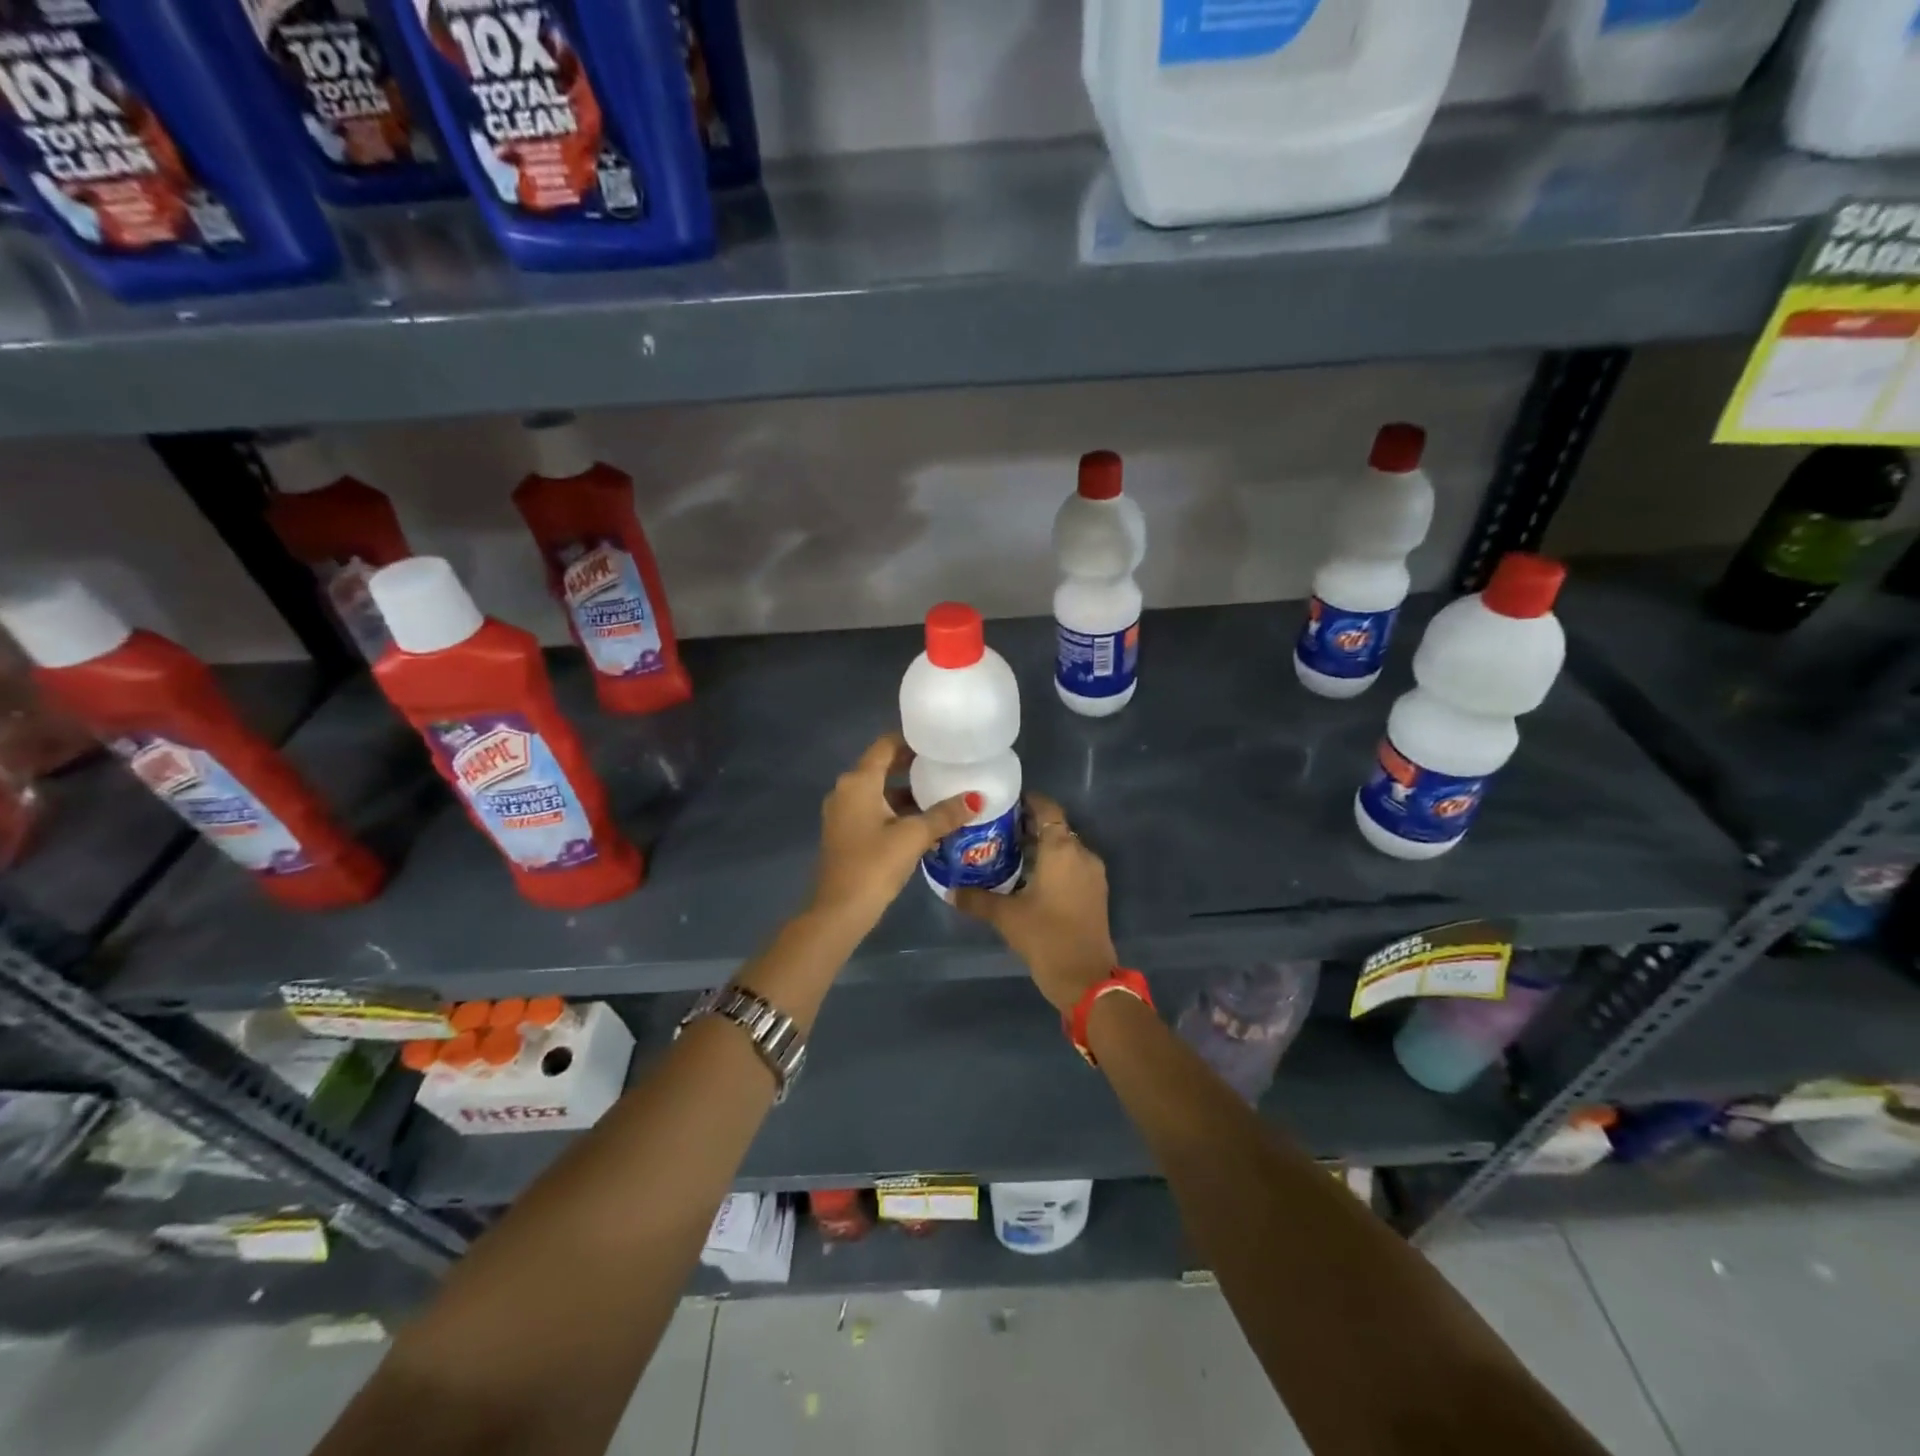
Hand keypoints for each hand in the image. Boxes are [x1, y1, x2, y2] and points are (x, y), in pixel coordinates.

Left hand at [810, 733, 976, 929]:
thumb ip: (945, 814)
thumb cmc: (874, 865)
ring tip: (941, 792)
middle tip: (945, 765)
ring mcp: (842, 813)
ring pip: (878, 791)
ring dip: (906, 791)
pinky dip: (896, 809)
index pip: (885, 745)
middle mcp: (845, 790)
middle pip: (881, 766)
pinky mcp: (845, 833)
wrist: (839, 911)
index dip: (911, 739)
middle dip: (912, 765)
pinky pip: (873, 809)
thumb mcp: (914, 836)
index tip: (939, 740)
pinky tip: (923, 821)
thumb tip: (976, 799)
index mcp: (858, 782)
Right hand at [956, 794, 1118, 1013]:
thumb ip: (977, 899)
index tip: (1003, 803)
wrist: (1087, 979)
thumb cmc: (1046, 937)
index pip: (1047, 808)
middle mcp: (1081, 853)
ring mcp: (1092, 874)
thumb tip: (949, 891)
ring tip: (1009, 854)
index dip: (1027, 801)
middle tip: (997, 830)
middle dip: (1029, 826)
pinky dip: (1053, 864)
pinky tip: (1029, 878)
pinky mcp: (1095, 892)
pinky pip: (1072, 865)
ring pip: (1065, 847)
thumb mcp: (1006, 917)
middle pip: (1055, 827)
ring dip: (1041, 847)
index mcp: (1061, 849)